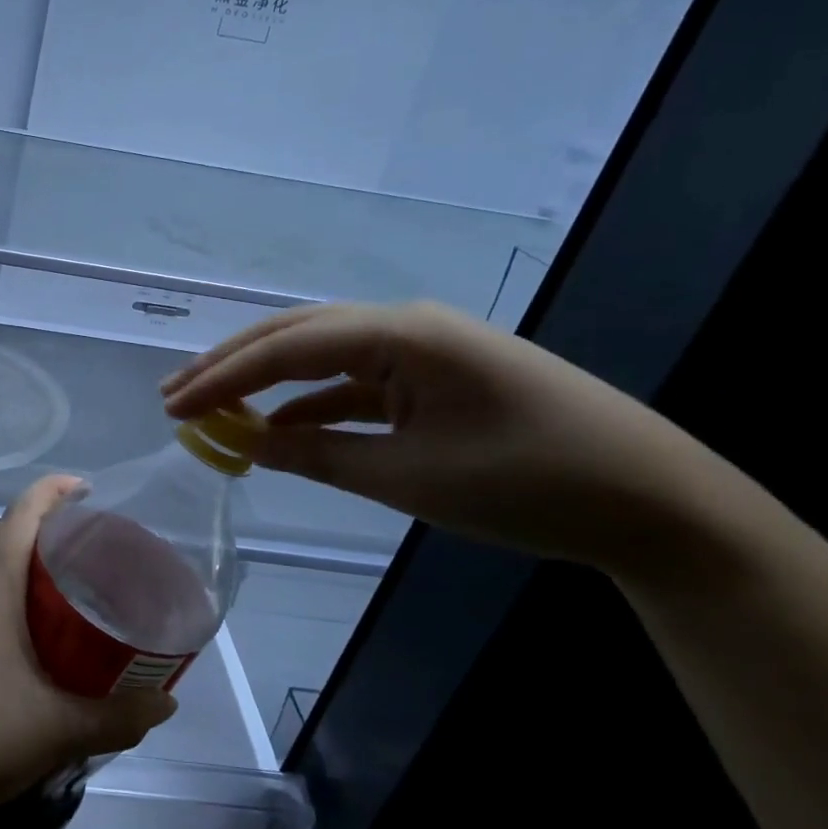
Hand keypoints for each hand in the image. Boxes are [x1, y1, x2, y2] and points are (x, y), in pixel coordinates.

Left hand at [0, 476, 176, 828]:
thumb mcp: (57, 732)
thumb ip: (117, 717)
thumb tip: (165, 701)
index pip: (17, 519)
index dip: (49, 492)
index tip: (83, 488)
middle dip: (27, 526)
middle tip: (70, 552)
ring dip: (4, 562)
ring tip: (47, 596)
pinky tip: (13, 642)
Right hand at [162, 301, 709, 576]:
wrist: (655, 502)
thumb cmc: (529, 484)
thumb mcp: (408, 478)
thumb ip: (318, 456)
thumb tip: (248, 444)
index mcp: (400, 334)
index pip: (286, 348)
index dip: (222, 378)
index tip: (173, 407)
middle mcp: (405, 326)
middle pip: (295, 335)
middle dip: (230, 366)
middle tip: (174, 396)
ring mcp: (421, 349)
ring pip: (319, 355)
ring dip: (264, 381)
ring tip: (208, 405)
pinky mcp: (433, 377)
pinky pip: (353, 382)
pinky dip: (309, 404)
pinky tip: (276, 427)